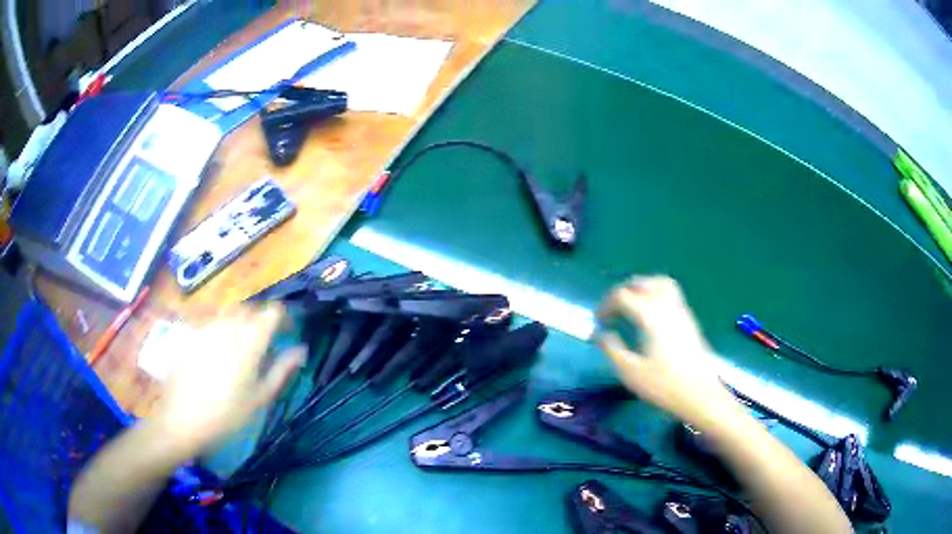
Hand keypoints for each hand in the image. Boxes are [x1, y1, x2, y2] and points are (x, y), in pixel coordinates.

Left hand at [153, 303, 304, 455]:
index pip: (272, 311)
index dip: (283, 318)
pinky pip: (211, 320)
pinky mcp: (190, 332)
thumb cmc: (226, 414)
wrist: (181, 419)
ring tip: (240, 344)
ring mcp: (206, 326)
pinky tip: (216, 351)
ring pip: (229, 311)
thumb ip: (282, 369)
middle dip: (260, 319)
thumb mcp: (259, 397)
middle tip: (264, 341)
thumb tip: (301, 350)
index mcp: (249, 340)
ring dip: (240, 321)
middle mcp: (228, 325)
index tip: (286, 333)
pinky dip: (221, 328)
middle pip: (250, 308)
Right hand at [596, 276, 741, 426]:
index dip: (606, 305)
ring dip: (640, 288)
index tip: (598, 322)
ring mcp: (680, 309)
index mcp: (650, 315)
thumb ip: (611, 348)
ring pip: (658, 283)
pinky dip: (654, 293)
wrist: (700, 394)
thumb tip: (599, 333)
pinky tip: (649, 315)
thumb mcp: (630, 372)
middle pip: (641, 283)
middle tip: (611, 312)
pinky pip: (670, 292)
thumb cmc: (663, 385)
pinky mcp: (688, 318)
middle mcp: (666, 305)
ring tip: (630, 306)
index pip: (622, 295)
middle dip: (622, 292)